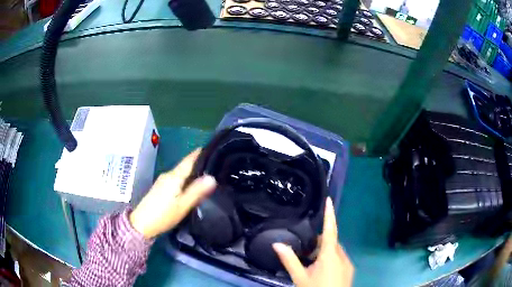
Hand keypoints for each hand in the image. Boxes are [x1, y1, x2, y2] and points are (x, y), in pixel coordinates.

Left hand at [130, 149, 216, 238]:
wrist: (142, 224)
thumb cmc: (164, 215)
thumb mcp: (183, 205)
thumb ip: (197, 191)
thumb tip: (212, 177)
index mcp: (174, 176)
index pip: (188, 160)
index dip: (199, 153)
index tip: (213, 148)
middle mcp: (167, 175)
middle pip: (185, 166)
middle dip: (198, 164)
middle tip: (215, 166)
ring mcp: (162, 181)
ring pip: (180, 173)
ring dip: (191, 172)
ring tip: (206, 176)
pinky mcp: (160, 188)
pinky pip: (176, 179)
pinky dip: (185, 179)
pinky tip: (190, 186)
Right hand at [272, 197, 353, 286]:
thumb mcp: (300, 277)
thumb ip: (289, 260)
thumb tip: (277, 244)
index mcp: (330, 255)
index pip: (330, 230)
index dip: (330, 215)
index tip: (329, 200)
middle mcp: (342, 256)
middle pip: (332, 242)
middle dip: (320, 242)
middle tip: (306, 251)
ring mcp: (348, 264)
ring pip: (336, 251)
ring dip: (325, 252)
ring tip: (311, 263)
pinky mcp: (350, 270)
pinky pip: (340, 259)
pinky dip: (331, 259)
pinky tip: (322, 271)